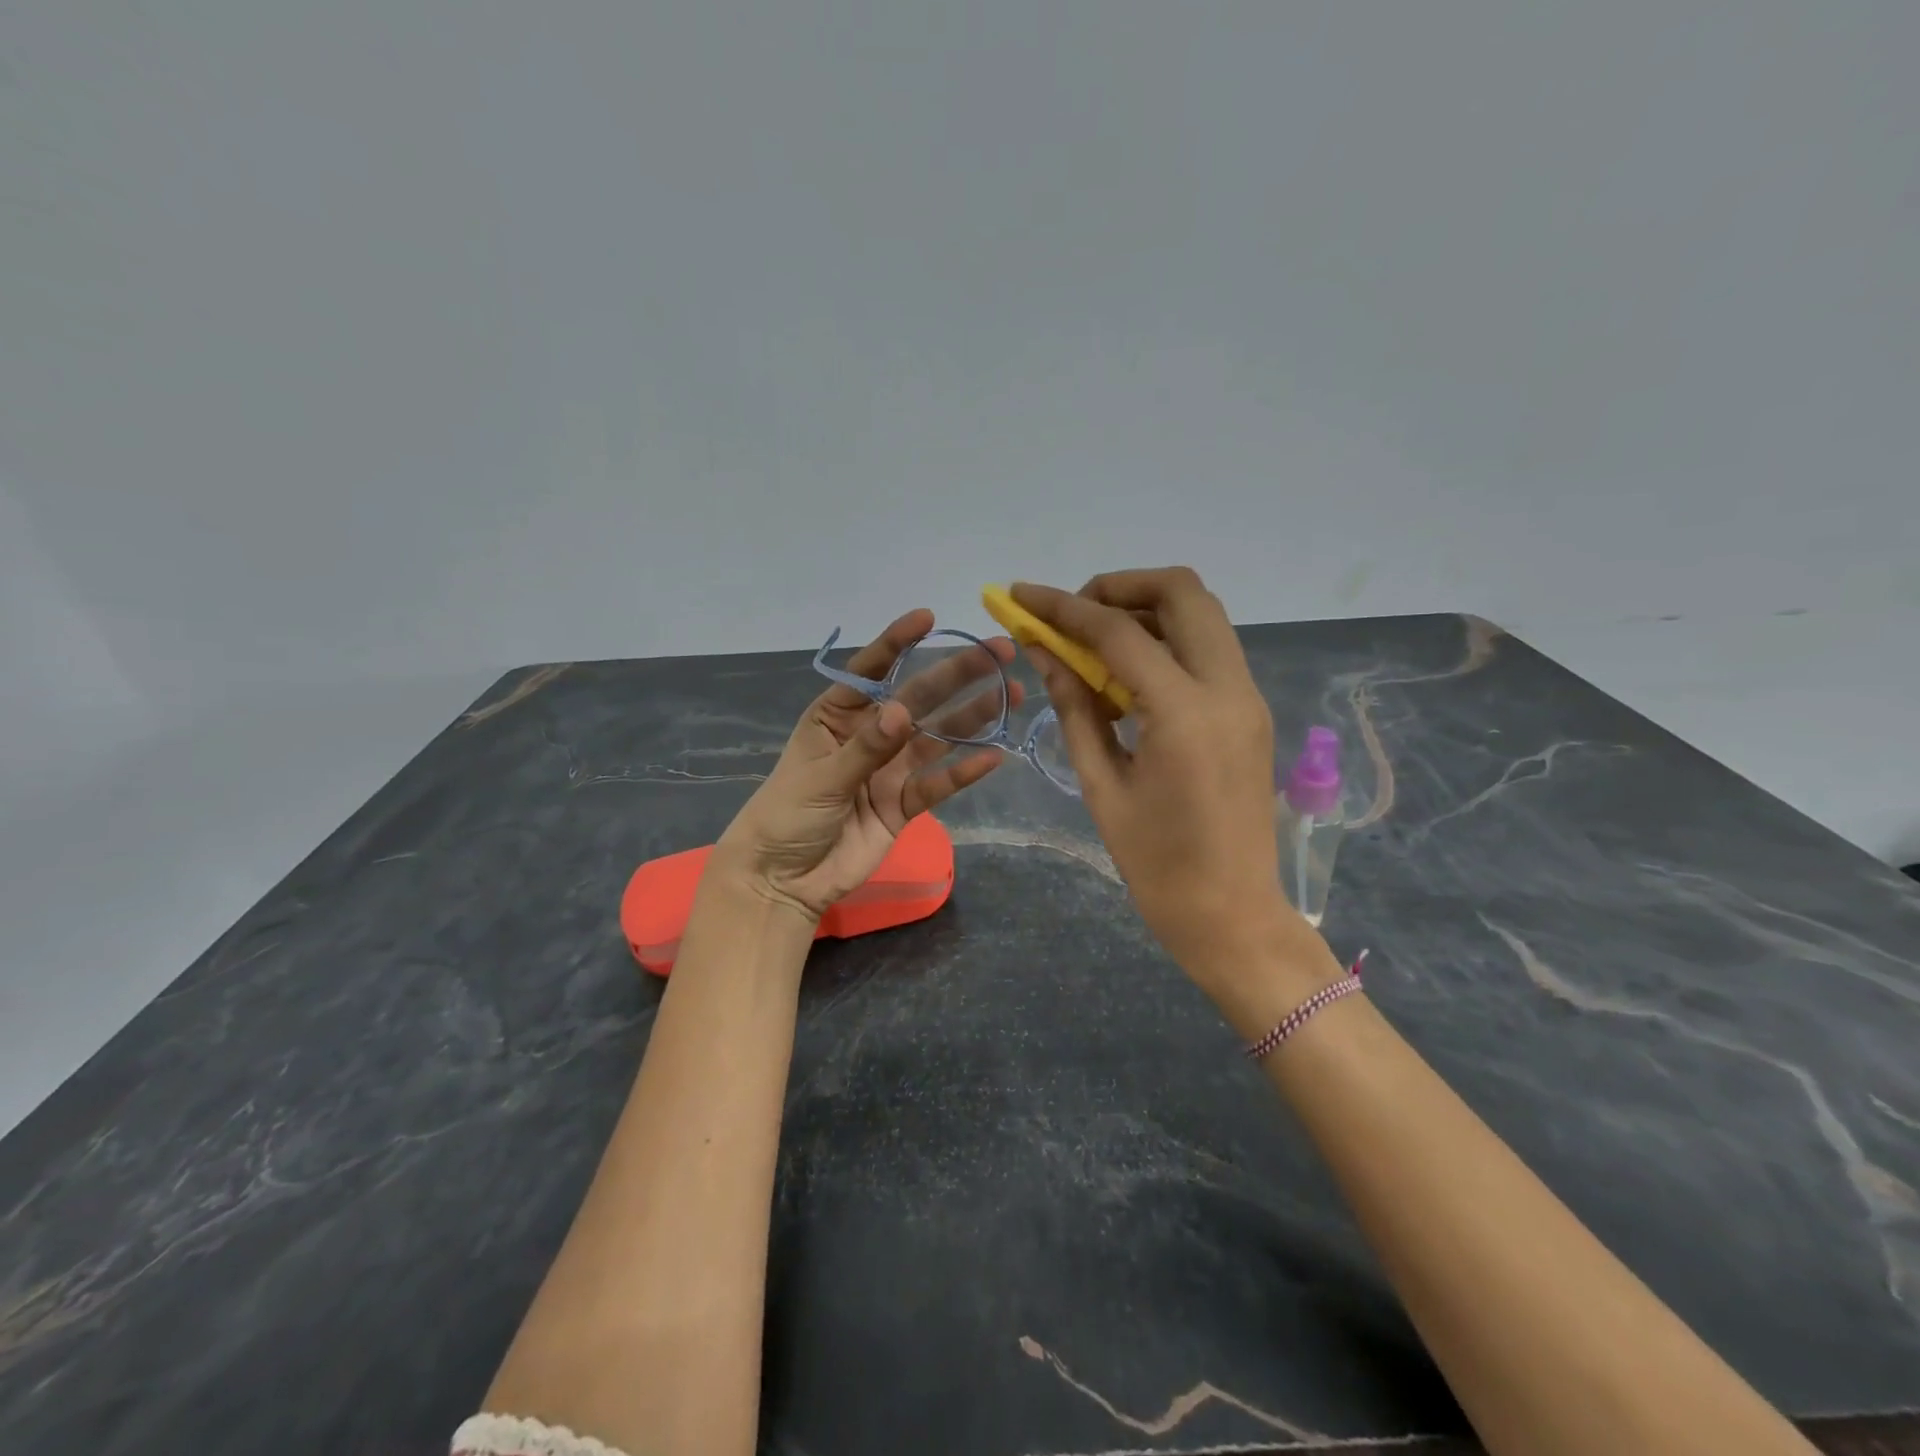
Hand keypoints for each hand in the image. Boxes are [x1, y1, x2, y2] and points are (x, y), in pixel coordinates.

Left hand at [714, 609, 1015, 922]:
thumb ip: (865, 748)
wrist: (783, 879)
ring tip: (1011, 694)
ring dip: (973, 717)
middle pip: (919, 698)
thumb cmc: (786, 816)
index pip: (871, 672)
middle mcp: (870, 735)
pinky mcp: (904, 805)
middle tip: (1000, 653)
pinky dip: (963, 773)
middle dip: (957, 675)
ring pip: (937, 738)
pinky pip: (938, 784)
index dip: (898, 643)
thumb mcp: (820, 777)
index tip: (928, 618)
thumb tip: (903, 711)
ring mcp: (890, 770)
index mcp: (837, 716)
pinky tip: (992, 756)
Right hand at [1012, 569, 1342, 1027]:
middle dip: (1118, 587)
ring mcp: (1248, 695)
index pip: (1118, 632)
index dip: (1063, 607)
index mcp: (1185, 713)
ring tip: (1095, 647)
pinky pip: (1208, 648)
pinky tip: (1129, 679)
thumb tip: (1044, 653)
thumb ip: (1074, 708)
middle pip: (1182, 591)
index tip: (1020, 596)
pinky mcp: (1251, 709)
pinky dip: (1166, 641)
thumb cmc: (1157, 865)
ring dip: (1144, 611)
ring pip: (1201, 613)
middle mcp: (1228, 688)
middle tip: (1073, 617)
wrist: (1234, 914)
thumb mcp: (1101, 786)